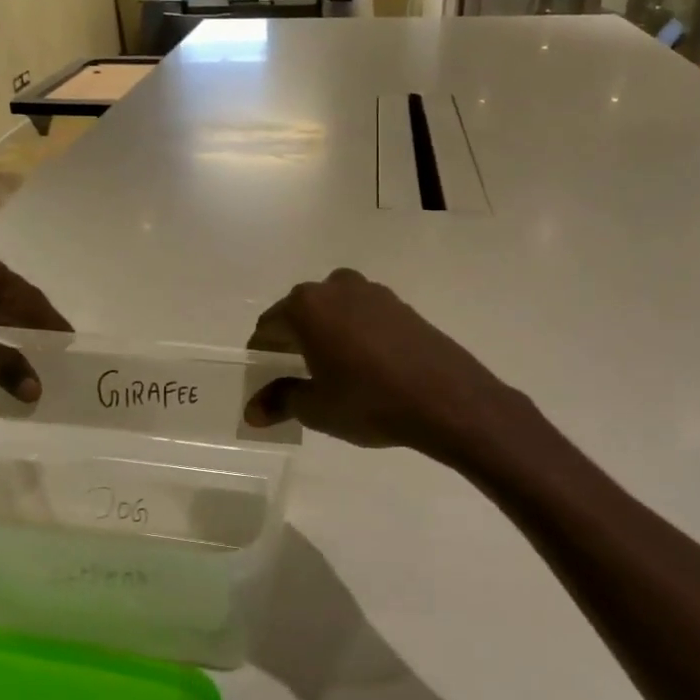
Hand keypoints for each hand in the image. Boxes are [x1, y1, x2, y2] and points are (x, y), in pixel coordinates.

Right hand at [243, 268, 507, 455]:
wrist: (447, 398)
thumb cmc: (369, 402)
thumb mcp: (316, 408)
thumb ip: (280, 401)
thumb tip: (252, 411)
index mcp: (306, 307)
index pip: (269, 326)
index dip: (261, 352)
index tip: (263, 376)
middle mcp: (335, 288)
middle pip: (300, 311)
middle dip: (292, 339)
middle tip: (294, 373)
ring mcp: (371, 292)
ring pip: (333, 309)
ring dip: (325, 332)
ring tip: (331, 368)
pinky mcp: (400, 304)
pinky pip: (363, 314)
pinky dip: (354, 332)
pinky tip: (365, 363)